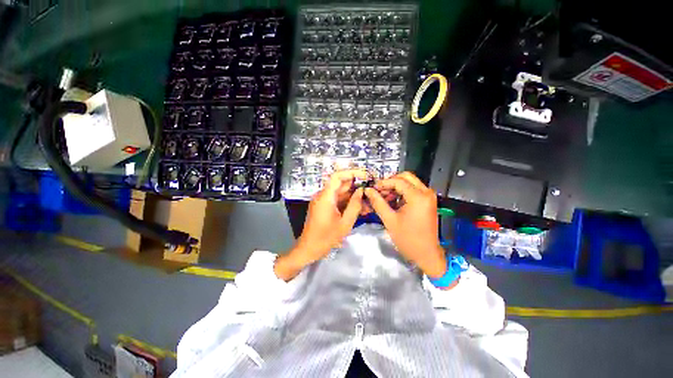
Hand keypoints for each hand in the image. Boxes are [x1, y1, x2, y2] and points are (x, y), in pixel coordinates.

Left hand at [275, 169, 367, 280]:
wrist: (309, 248)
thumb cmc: (326, 238)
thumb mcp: (345, 223)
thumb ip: (354, 205)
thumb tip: (361, 191)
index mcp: (325, 197)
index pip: (337, 176)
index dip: (351, 173)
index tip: (365, 176)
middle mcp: (322, 195)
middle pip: (340, 184)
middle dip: (356, 186)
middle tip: (370, 191)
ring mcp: (322, 201)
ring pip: (340, 193)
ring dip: (353, 196)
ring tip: (367, 203)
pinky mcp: (323, 206)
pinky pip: (337, 200)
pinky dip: (347, 202)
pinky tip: (358, 208)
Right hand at [364, 172, 446, 277]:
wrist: (426, 254)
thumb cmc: (408, 239)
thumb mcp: (389, 220)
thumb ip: (378, 202)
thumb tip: (368, 191)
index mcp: (418, 197)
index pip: (398, 181)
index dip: (383, 183)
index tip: (372, 188)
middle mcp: (426, 192)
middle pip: (406, 177)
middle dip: (390, 182)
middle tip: (379, 191)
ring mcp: (428, 196)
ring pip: (409, 182)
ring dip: (396, 187)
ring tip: (384, 197)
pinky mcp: (427, 201)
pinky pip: (413, 189)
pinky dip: (402, 192)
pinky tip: (392, 201)